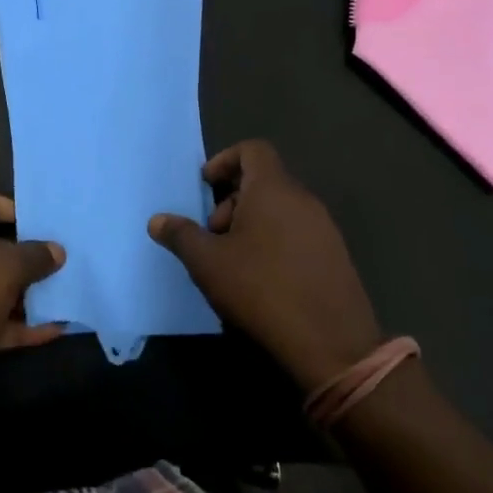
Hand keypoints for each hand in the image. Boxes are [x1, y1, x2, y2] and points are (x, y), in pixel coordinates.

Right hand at [148, 140, 382, 391]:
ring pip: (280, 209)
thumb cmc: (261, 289)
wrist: (331, 343)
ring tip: (232, 261)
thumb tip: (157, 220)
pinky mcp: (335, 256)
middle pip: (264, 181)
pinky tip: (261, 280)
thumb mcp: (208, 263)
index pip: (253, 149)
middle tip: (212, 235)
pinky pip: (298, 233)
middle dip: (232, 201)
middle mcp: (303, 199)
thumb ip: (181, 235)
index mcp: (273, 189)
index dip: (225, 160)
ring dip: (252, 224)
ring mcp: (324, 228)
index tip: (206, 186)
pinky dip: (274, 242)